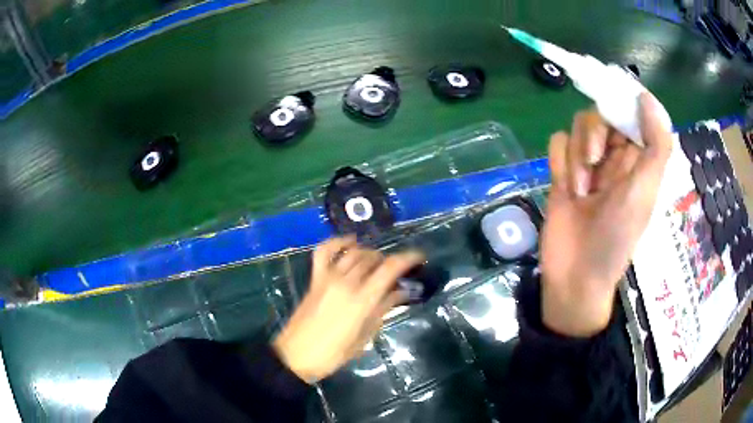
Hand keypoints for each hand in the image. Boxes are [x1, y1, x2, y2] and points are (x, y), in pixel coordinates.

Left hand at [273, 236, 424, 382]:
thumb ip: (383, 310)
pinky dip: (338, 242)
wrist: (296, 356)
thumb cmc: (334, 354)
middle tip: (398, 272)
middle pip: (373, 258)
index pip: (390, 268)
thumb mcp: (364, 336)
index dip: (408, 258)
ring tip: (378, 263)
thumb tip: (400, 292)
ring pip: (354, 252)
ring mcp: (328, 278)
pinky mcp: (315, 279)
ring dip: (370, 253)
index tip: (420, 258)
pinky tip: (350, 242)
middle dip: (389, 261)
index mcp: (362, 299)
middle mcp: (346, 282)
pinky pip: (324, 251)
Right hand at [541, 93, 672, 336]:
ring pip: (576, 127)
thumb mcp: (644, 192)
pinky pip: (556, 143)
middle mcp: (614, 156)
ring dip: (576, 155)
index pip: (631, 113)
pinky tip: (566, 188)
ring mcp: (587, 163)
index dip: (621, 104)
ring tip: (581, 191)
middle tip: (595, 160)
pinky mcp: (562, 171)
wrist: (576, 276)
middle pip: (600, 113)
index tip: (612, 107)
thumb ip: (655, 145)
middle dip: (594, 133)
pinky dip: (559, 160)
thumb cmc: (617, 237)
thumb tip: (647, 97)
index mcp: (638, 159)